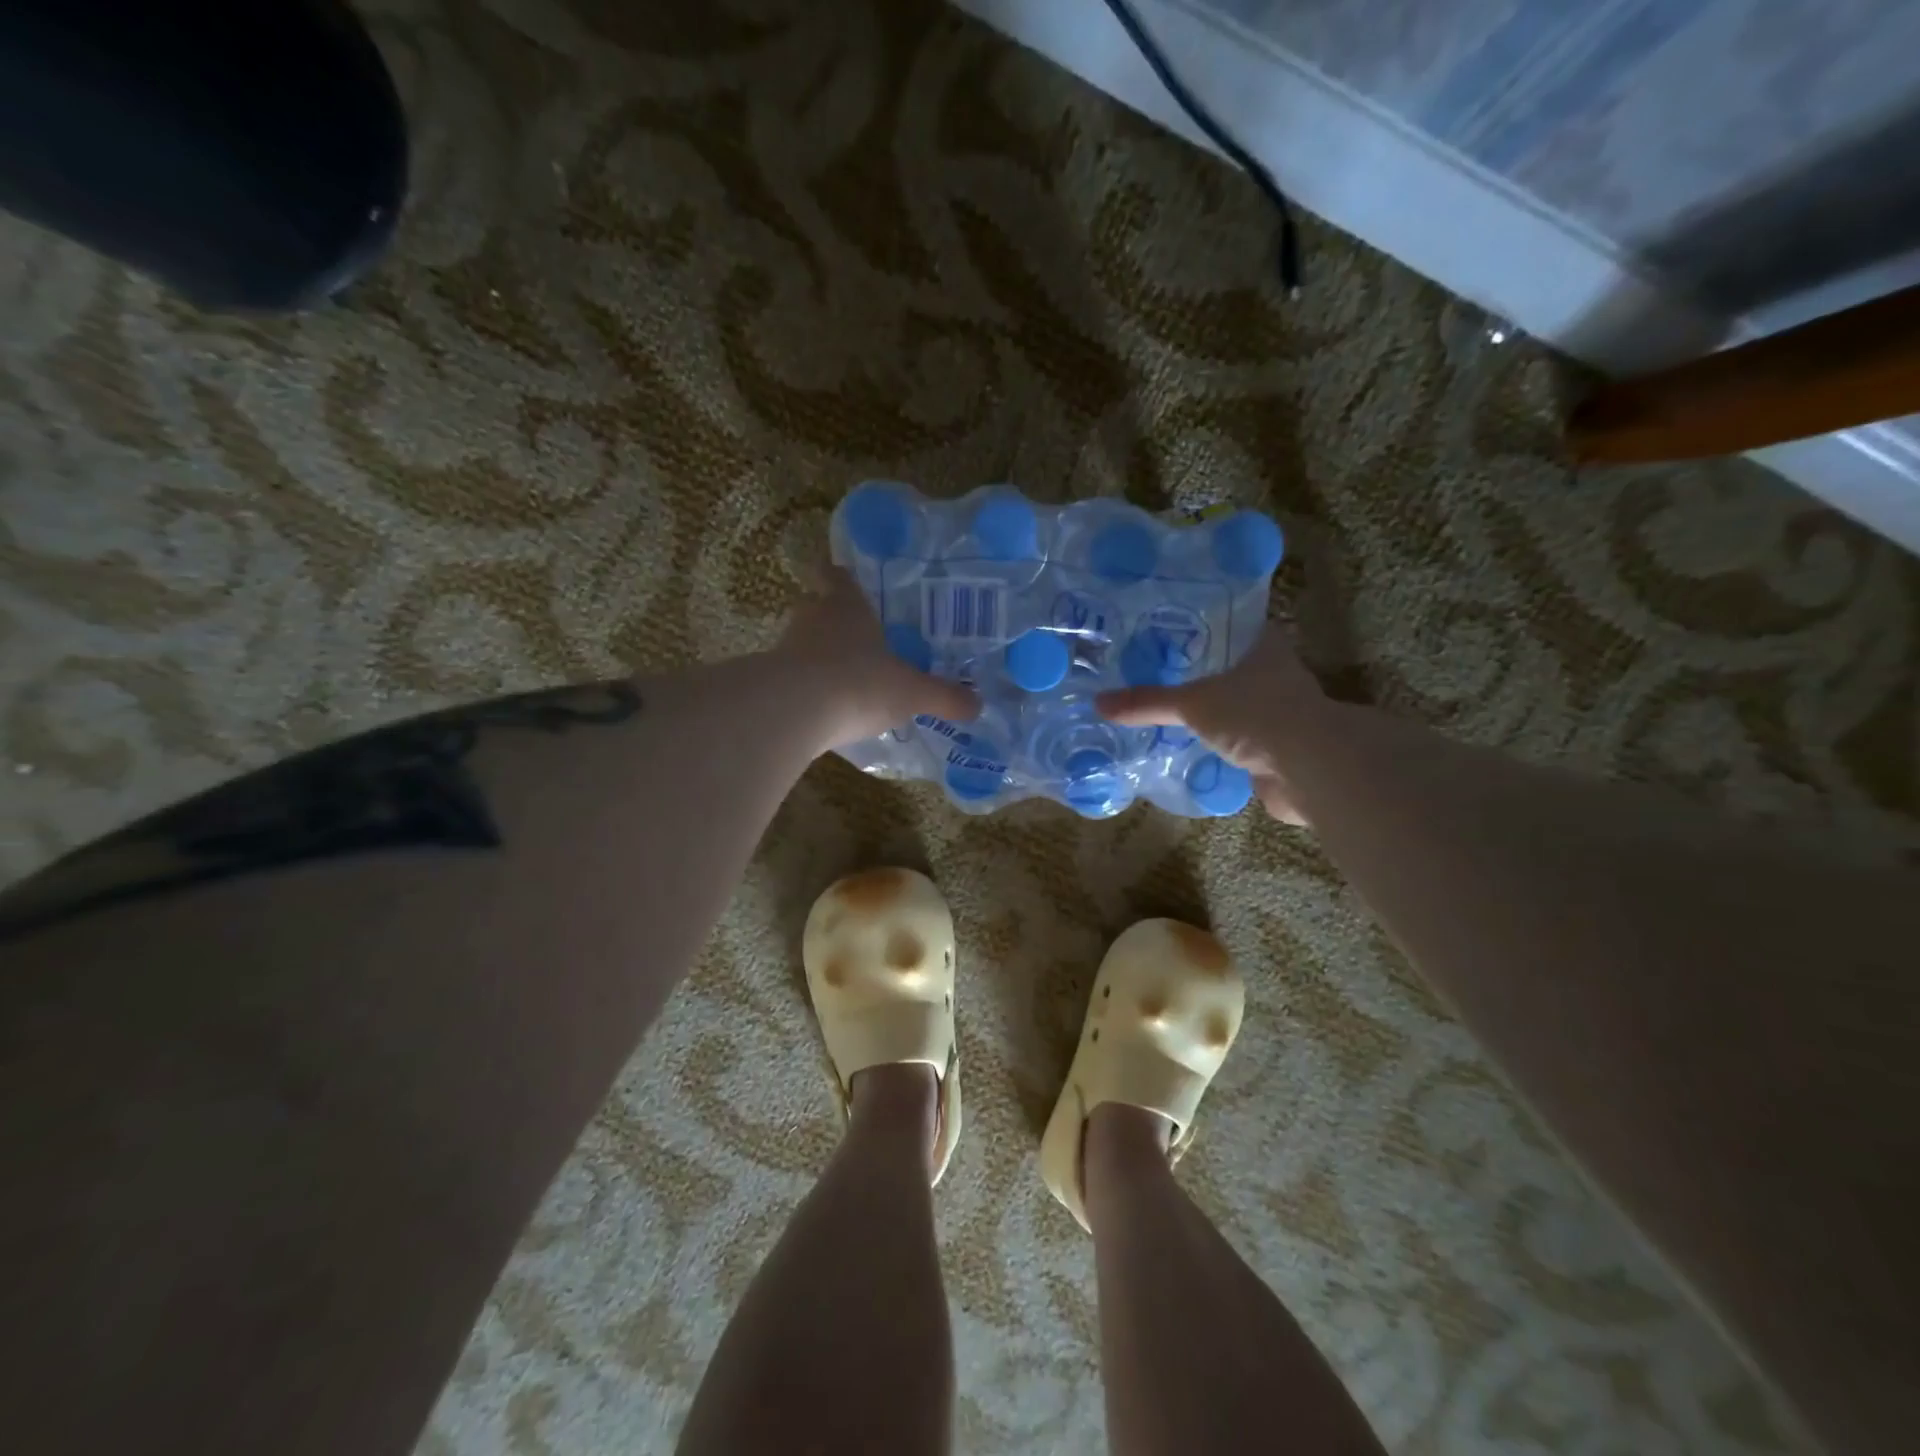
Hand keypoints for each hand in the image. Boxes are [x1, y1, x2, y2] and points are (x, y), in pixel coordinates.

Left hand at [776, 572, 979, 743]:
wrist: (793, 711)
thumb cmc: (860, 683)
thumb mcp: (912, 692)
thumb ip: (944, 697)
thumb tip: (978, 705)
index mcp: (848, 606)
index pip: (838, 575)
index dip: (843, 576)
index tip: (848, 580)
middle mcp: (813, 617)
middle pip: (818, 606)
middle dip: (835, 618)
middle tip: (858, 635)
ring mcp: (786, 647)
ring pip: (803, 641)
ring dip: (819, 654)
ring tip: (843, 676)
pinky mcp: (770, 679)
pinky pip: (792, 676)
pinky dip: (806, 686)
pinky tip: (824, 708)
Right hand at [1097, 628, 1327, 823]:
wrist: (1309, 770)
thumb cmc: (1255, 715)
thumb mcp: (1192, 704)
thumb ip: (1148, 702)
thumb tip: (1097, 702)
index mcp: (1264, 648)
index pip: (1233, 624)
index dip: (1205, 624)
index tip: (1171, 629)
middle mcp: (1276, 675)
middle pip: (1232, 666)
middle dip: (1201, 672)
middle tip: (1157, 673)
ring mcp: (1280, 714)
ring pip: (1237, 706)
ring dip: (1211, 712)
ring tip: (1166, 712)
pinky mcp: (1277, 749)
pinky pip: (1239, 741)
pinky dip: (1217, 745)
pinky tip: (1189, 748)